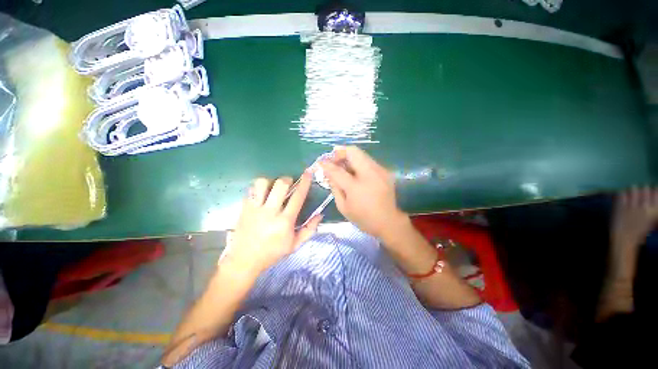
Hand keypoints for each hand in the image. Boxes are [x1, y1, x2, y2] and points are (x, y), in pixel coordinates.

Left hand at [220, 173, 321, 274]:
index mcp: (285, 221)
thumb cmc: (272, 252)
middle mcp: (270, 212)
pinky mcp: (244, 208)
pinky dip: (258, 189)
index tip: (307, 173)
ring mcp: (255, 209)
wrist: (244, 260)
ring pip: (262, 183)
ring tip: (272, 188)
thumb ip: (309, 229)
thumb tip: (320, 214)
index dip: (304, 183)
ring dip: (270, 182)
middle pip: (280, 185)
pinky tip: (261, 195)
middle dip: (287, 179)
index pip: (297, 197)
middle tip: (289, 183)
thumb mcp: (295, 245)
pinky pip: (251, 190)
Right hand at [319, 146, 406, 239]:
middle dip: (340, 153)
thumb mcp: (343, 207)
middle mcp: (370, 174)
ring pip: (361, 154)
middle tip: (334, 161)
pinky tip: (356, 173)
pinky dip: (359, 163)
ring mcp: (380, 171)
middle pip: (353, 152)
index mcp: (356, 187)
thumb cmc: (363, 218)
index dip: (327, 164)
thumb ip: (335, 188)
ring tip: (344, 167)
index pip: (337, 170)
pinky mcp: (385, 171)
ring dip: (349, 158)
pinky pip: (368, 161)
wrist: (388, 222)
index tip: (321, 162)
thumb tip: (329, 173)